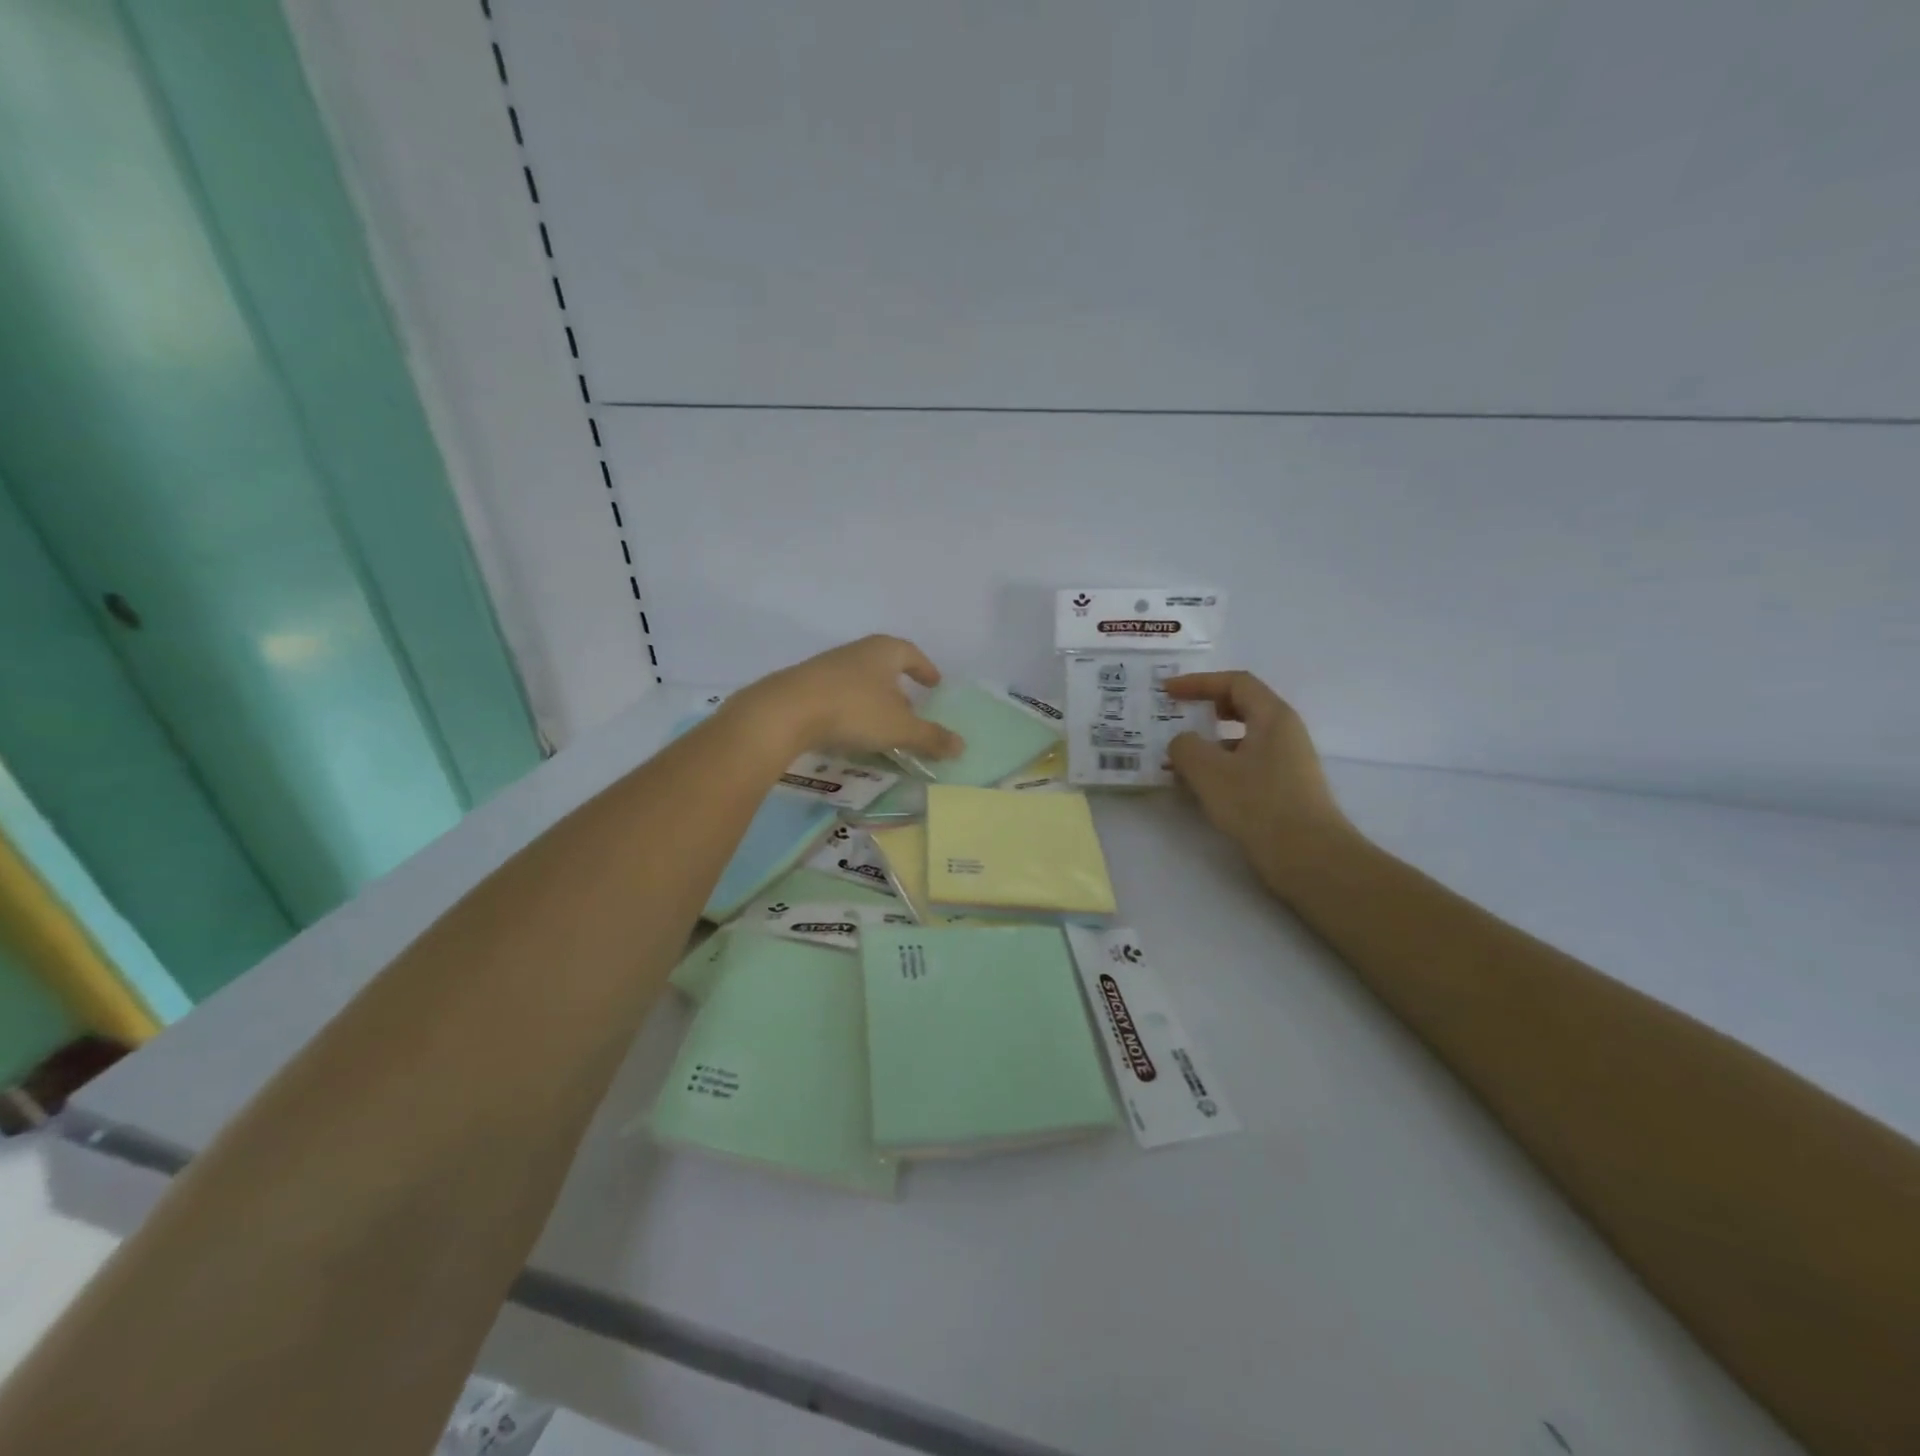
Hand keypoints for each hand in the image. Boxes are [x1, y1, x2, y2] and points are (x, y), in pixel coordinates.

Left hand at [726, 635, 964, 761]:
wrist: (785, 712)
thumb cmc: (853, 711)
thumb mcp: (899, 728)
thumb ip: (931, 737)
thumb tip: (962, 746)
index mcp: (883, 651)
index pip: (911, 654)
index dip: (925, 669)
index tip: (935, 684)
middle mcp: (856, 651)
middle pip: (884, 666)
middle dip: (899, 687)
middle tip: (911, 709)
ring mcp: (826, 666)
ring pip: (860, 680)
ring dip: (874, 699)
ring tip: (882, 724)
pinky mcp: (804, 686)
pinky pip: (838, 695)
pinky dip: (851, 709)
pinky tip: (850, 730)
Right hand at [1165, 672, 1351, 876]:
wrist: (1309, 857)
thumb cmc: (1259, 804)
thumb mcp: (1209, 771)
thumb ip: (1185, 747)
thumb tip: (1182, 743)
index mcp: (1273, 717)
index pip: (1235, 682)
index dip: (1198, 682)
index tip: (1167, 691)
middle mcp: (1284, 733)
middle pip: (1242, 706)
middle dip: (1205, 708)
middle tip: (1176, 715)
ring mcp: (1287, 762)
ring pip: (1242, 738)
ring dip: (1209, 742)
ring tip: (1179, 758)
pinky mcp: (1284, 788)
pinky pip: (1246, 764)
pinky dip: (1220, 766)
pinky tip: (1200, 787)